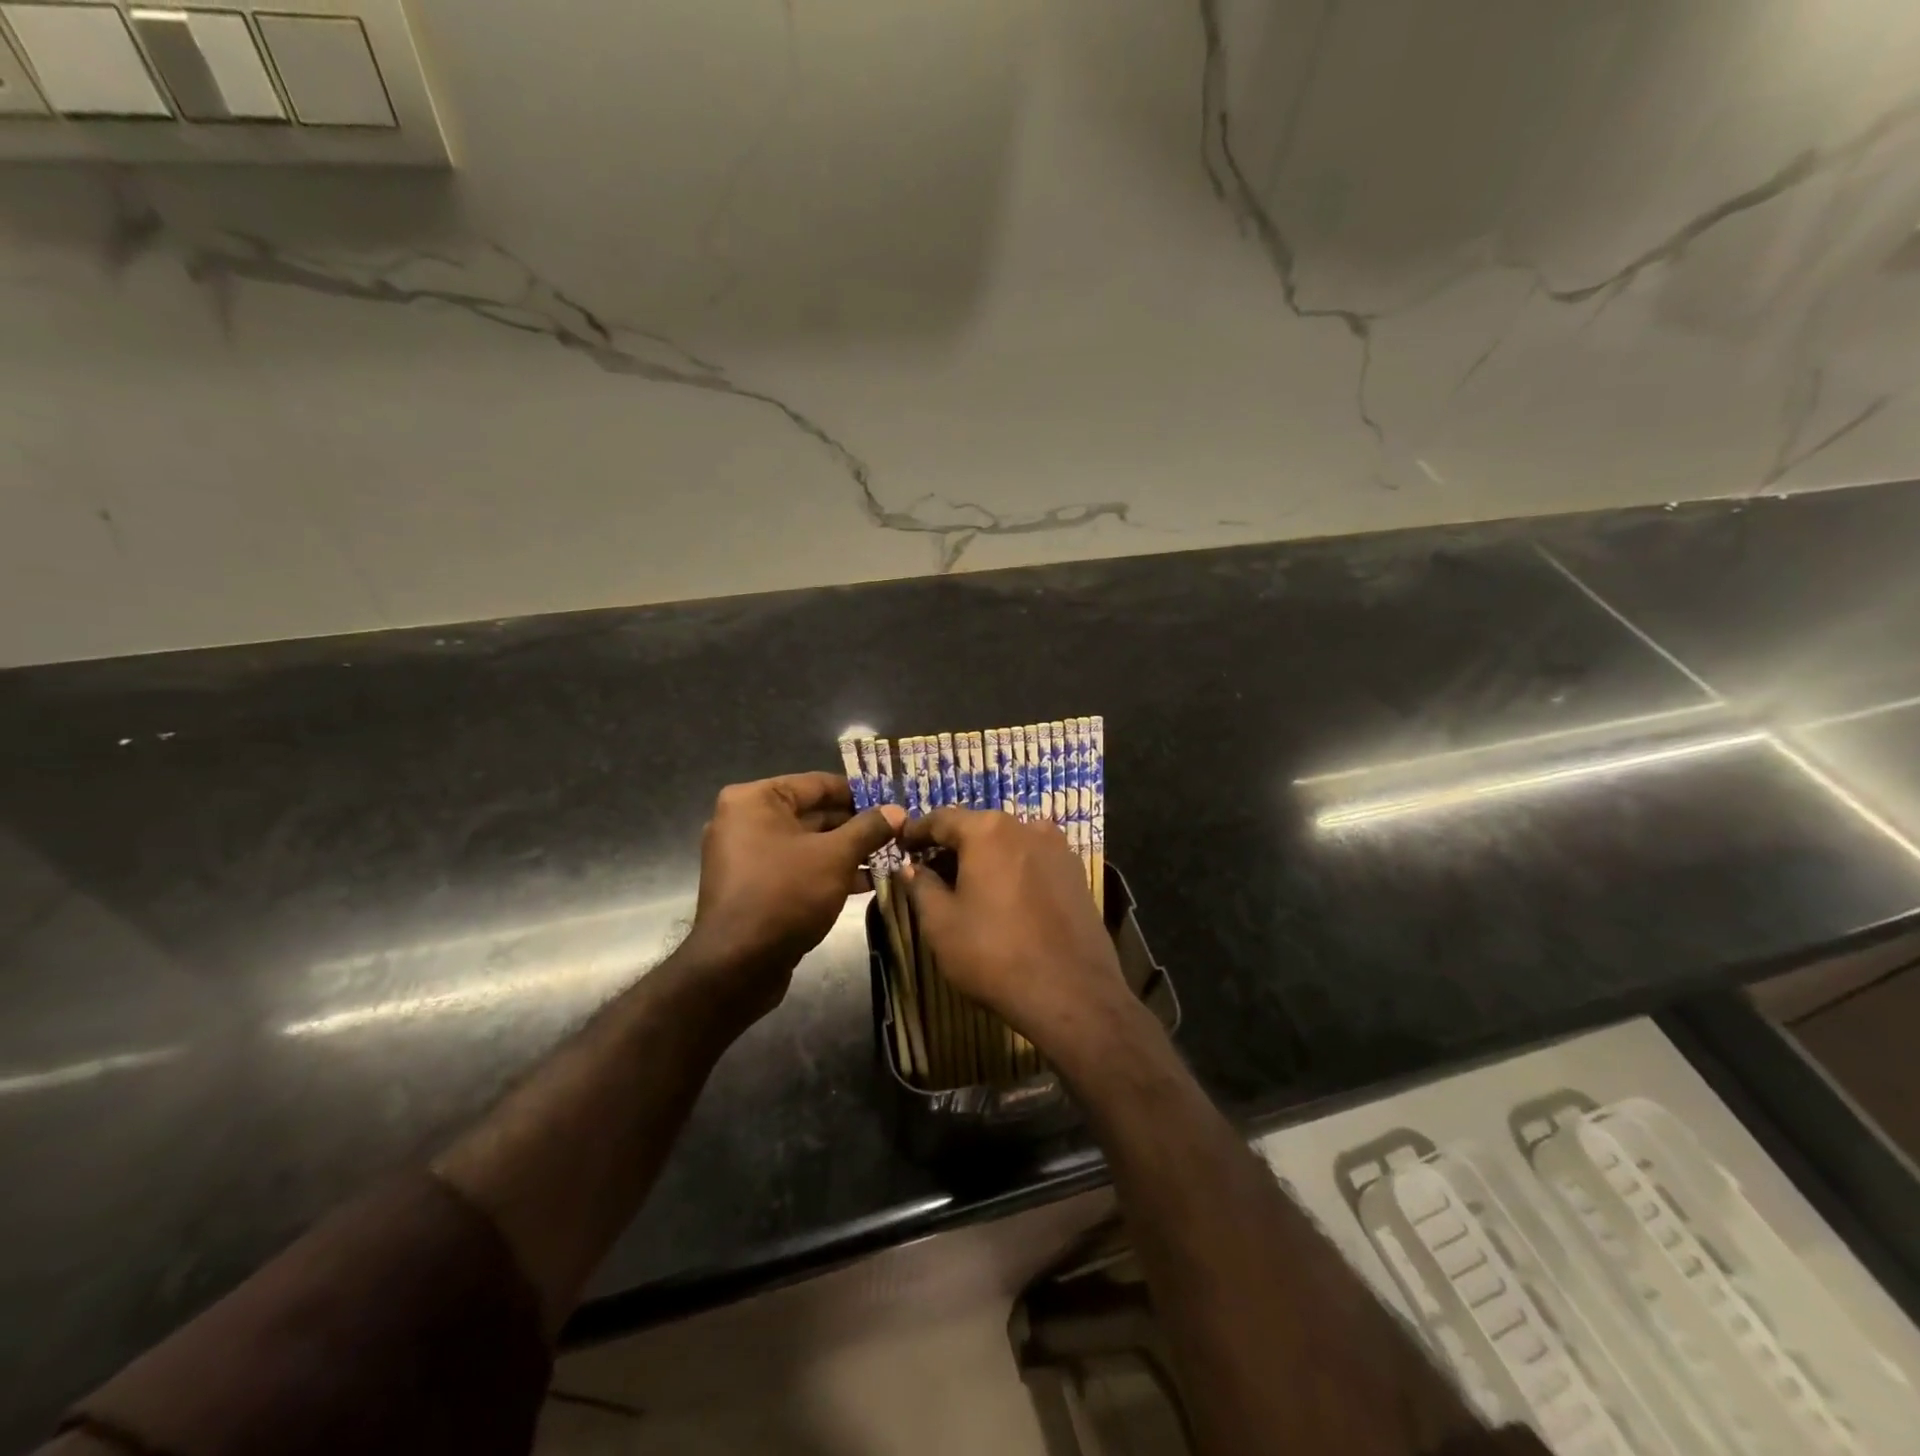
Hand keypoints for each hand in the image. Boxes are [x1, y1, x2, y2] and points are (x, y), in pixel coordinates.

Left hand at [685, 772, 903, 1022]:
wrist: (737, 966)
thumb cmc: (785, 894)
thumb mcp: (835, 856)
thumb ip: (868, 829)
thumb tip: (898, 811)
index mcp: (755, 800)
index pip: (817, 783)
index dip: (859, 792)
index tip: (893, 801)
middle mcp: (745, 820)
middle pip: (813, 813)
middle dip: (856, 825)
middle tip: (897, 831)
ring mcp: (747, 856)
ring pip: (808, 844)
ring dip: (848, 851)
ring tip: (891, 856)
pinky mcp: (755, 887)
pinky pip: (798, 868)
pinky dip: (829, 871)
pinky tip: (868, 881)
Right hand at [899, 809, 1139, 1061]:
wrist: (1072, 993)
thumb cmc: (994, 954)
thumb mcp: (941, 923)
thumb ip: (921, 886)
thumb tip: (911, 868)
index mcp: (988, 831)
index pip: (942, 819)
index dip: (917, 831)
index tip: (901, 844)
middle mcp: (1026, 827)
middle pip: (979, 828)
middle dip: (953, 846)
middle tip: (930, 870)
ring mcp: (1058, 849)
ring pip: (1009, 843)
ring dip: (985, 857)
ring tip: (968, 885)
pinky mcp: (1076, 874)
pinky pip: (1034, 861)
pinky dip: (1013, 870)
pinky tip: (1005, 898)